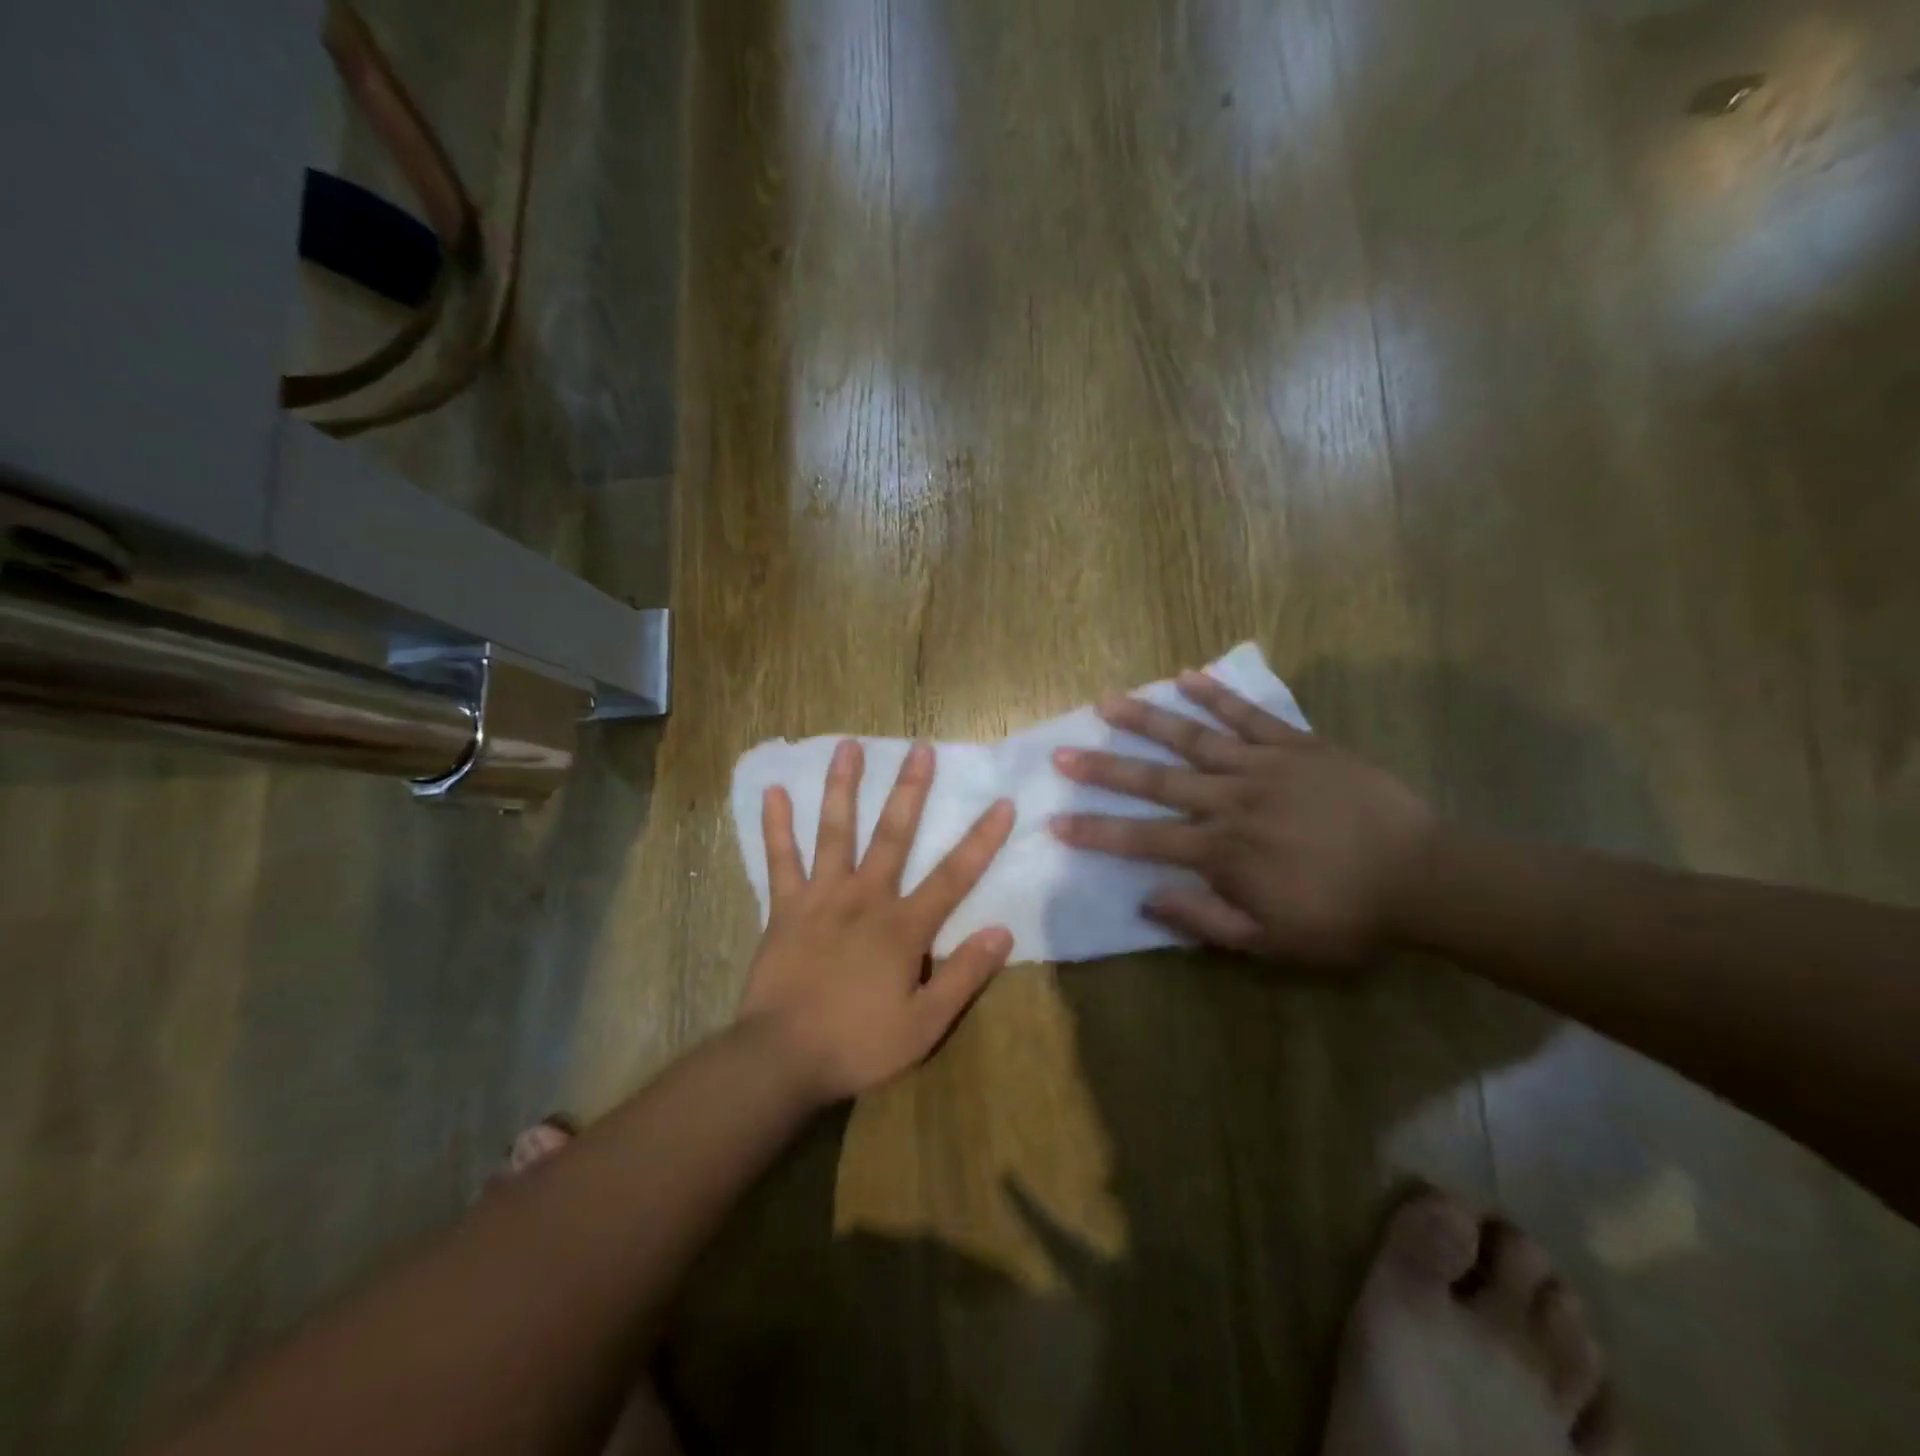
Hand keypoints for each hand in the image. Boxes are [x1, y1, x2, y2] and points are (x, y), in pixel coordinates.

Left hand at [739, 739, 1016, 1103]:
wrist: (781, 1058)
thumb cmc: (858, 1044)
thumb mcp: (925, 1025)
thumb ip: (963, 976)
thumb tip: (1001, 932)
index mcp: (902, 927)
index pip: (953, 876)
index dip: (981, 839)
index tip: (1003, 803)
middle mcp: (865, 898)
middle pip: (893, 835)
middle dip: (910, 790)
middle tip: (920, 748)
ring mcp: (821, 897)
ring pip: (834, 831)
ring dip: (843, 787)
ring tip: (849, 746)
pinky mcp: (785, 907)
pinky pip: (780, 859)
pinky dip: (776, 825)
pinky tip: (773, 792)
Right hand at [1049, 671, 1436, 966]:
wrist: (1422, 876)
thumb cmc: (1343, 915)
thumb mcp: (1272, 940)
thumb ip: (1205, 919)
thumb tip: (1146, 898)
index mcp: (1222, 852)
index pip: (1143, 840)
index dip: (1096, 832)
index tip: (1055, 821)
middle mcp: (1231, 801)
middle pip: (1156, 782)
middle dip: (1104, 770)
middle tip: (1062, 753)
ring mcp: (1263, 767)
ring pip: (1193, 738)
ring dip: (1146, 720)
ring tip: (1107, 701)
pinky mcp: (1296, 745)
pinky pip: (1250, 715)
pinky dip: (1218, 694)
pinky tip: (1186, 675)